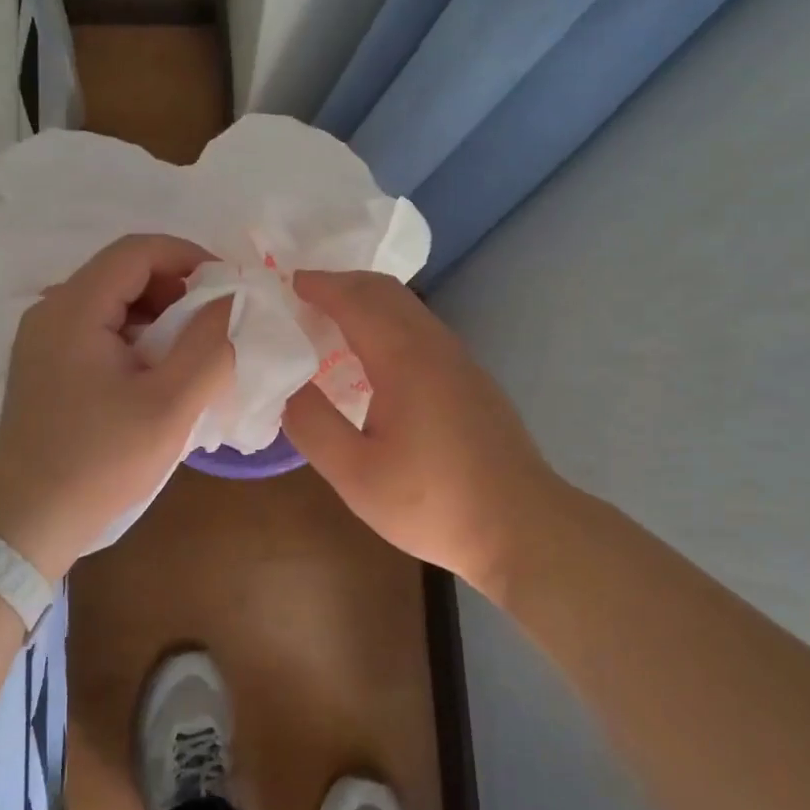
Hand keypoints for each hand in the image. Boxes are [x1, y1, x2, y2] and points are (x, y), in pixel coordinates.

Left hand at [0, 235, 233, 579]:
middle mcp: (51, 310)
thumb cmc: (101, 461)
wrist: (27, 521)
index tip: (228, 289)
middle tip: (214, 326)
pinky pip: (98, 329)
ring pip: (112, 301)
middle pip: (123, 272)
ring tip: (191, 354)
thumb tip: (233, 299)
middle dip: (177, 289)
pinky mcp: (45, 365)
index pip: (137, 250)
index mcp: (75, 308)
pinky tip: (156, 375)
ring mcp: (43, 338)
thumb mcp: (171, 405)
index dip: (189, 257)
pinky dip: (136, 337)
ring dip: (159, 315)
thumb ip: (210, 345)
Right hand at [281, 270, 559, 591]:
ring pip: (408, 308)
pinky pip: (422, 328)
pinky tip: (375, 355)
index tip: (288, 282)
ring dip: (368, 300)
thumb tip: (287, 386)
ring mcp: (460, 360)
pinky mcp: (472, 379)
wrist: (522, 527)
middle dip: (343, 282)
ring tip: (333, 318)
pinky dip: (389, 320)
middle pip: (386, 291)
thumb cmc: (433, 502)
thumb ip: (313, 425)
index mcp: (404, 359)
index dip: (320, 286)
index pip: (355, 301)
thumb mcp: (356, 474)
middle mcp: (434, 346)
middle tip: (305, 295)